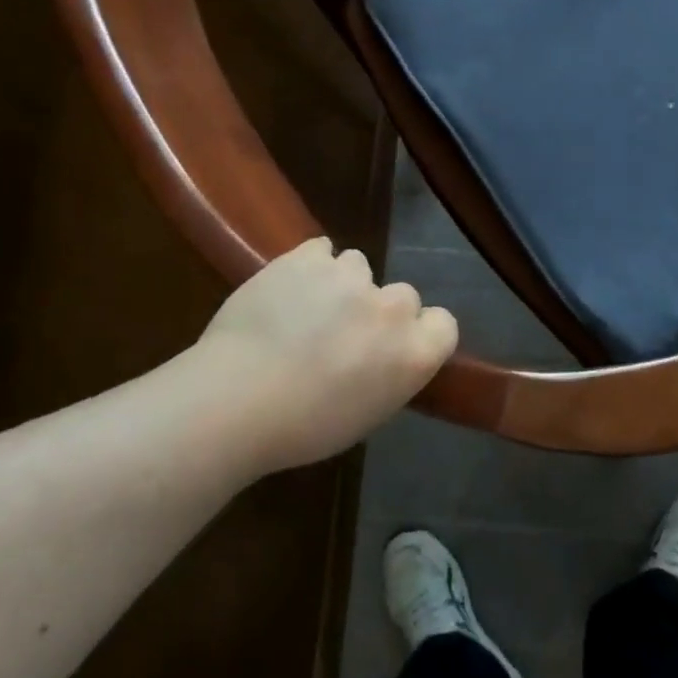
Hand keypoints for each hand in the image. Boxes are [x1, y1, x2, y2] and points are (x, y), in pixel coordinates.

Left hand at [196, 238, 457, 471]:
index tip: (393, 348)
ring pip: (358, 267)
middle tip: (344, 334)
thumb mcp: (366, 415)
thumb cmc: (301, 428)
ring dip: (342, 285)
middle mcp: (392, 307)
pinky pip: (321, 250)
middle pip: (403, 295)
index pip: (444, 324)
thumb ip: (389, 375)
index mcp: (414, 353)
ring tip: (308, 308)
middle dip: (379, 311)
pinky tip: (289, 287)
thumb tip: (381, 357)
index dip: (420, 333)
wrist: (233, 401)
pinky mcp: (307, 256)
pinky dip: (310, 265)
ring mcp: (350, 276)